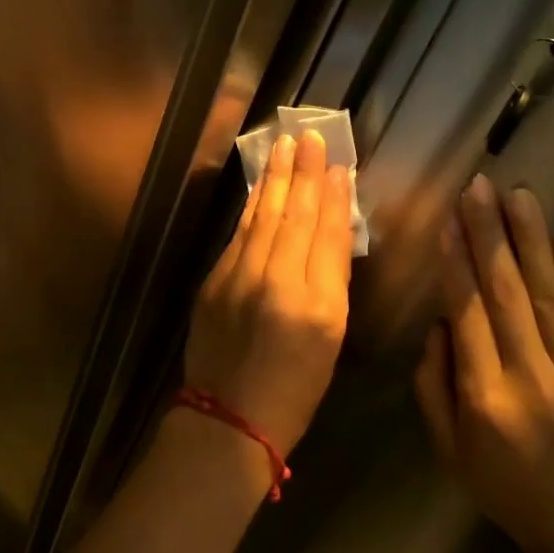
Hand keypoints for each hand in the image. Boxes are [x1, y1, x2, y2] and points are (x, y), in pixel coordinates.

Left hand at [185, 130, 353, 454]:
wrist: (229, 416)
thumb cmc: (295, 387)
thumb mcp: (330, 340)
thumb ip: (331, 282)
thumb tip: (332, 231)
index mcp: (314, 303)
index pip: (326, 234)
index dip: (333, 196)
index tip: (339, 163)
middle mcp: (274, 282)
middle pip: (291, 216)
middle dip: (301, 173)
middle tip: (307, 136)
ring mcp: (238, 278)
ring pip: (261, 218)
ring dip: (273, 180)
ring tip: (282, 148)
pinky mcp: (213, 281)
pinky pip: (239, 234)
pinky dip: (251, 208)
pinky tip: (259, 188)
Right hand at [415, 175, 553, 552]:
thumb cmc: (508, 490)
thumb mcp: (450, 450)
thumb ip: (434, 386)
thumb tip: (439, 323)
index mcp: (483, 397)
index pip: (467, 314)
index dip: (457, 262)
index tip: (450, 219)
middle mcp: (530, 380)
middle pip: (505, 295)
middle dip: (489, 236)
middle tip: (480, 188)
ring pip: (549, 299)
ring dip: (532, 244)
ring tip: (519, 198)